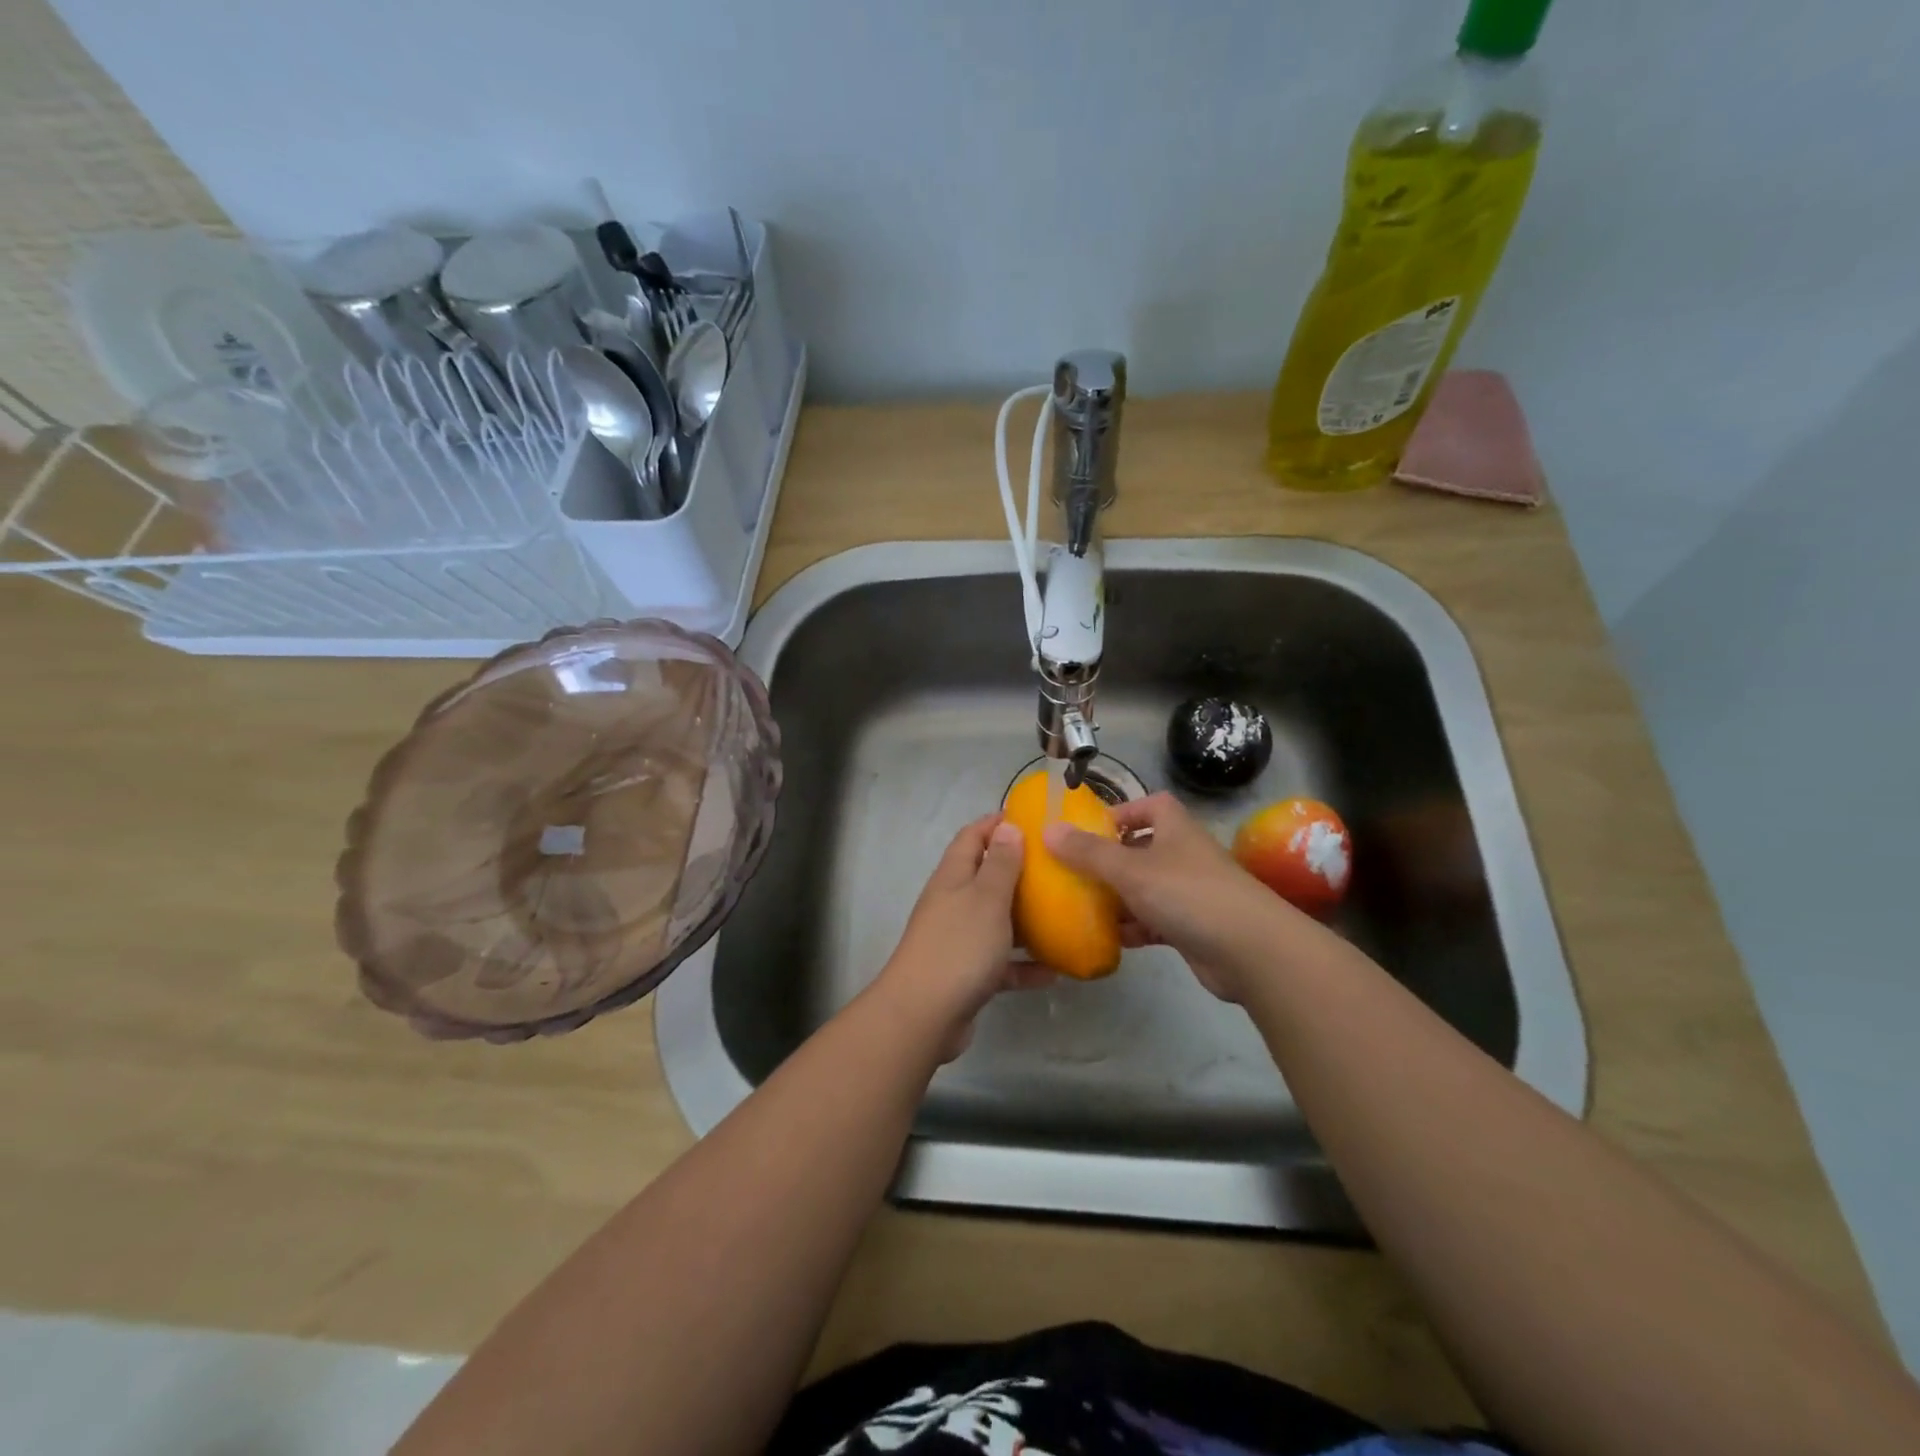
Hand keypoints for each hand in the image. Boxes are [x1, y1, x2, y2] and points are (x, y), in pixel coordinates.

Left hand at [874, 815, 1051, 1060]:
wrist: (923, 1016)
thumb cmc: (959, 946)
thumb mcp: (986, 898)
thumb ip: (1000, 864)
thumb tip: (1007, 826)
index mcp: (953, 877)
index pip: (972, 836)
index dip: (998, 823)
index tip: (1034, 820)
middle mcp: (952, 903)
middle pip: (986, 877)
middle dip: (1020, 872)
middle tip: (1059, 869)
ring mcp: (958, 940)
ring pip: (996, 921)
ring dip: (1027, 920)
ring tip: (1064, 916)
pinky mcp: (966, 974)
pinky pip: (1000, 963)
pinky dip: (1024, 965)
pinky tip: (1054, 972)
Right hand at [1043, 792, 1287, 1002]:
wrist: (1250, 950)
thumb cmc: (1188, 894)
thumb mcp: (1130, 869)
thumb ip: (1088, 852)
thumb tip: (1048, 829)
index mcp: (1174, 828)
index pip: (1149, 804)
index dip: (1121, 812)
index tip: (1088, 829)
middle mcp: (1183, 854)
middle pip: (1142, 847)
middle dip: (1110, 860)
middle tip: (1074, 872)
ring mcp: (1190, 891)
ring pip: (1146, 887)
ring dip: (1118, 897)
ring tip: (1082, 906)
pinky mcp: (1192, 926)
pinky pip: (1154, 920)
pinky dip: (1135, 927)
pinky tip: (1111, 938)